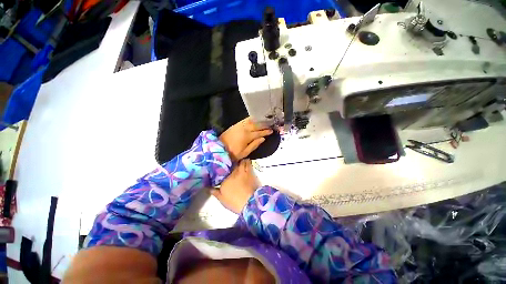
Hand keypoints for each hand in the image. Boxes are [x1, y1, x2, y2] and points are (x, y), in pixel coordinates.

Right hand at [211, 159, 258, 213]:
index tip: (224, 165)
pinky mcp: (252, 173)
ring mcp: (244, 171)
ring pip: (243, 162)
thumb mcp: (221, 198)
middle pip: (235, 163)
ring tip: (240, 162)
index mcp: (226, 177)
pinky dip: (248, 163)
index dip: (224, 166)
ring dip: (242, 161)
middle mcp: (235, 172)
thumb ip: (214, 191)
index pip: (224, 168)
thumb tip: (207, 187)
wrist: (249, 203)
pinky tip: (247, 164)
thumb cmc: (234, 201)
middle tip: (233, 162)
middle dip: (234, 161)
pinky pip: (249, 165)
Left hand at [219, 117, 272, 160]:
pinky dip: (250, 119)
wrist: (219, 148)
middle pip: (256, 125)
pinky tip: (253, 119)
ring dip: (258, 120)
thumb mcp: (245, 152)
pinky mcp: (235, 125)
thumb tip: (263, 138)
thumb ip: (254, 145)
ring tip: (264, 120)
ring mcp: (239, 126)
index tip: (271, 131)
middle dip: (264, 125)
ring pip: (251, 121)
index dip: (266, 132)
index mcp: (247, 136)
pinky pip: (244, 120)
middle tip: (270, 124)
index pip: (259, 133)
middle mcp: (244, 129)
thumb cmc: (233, 153)